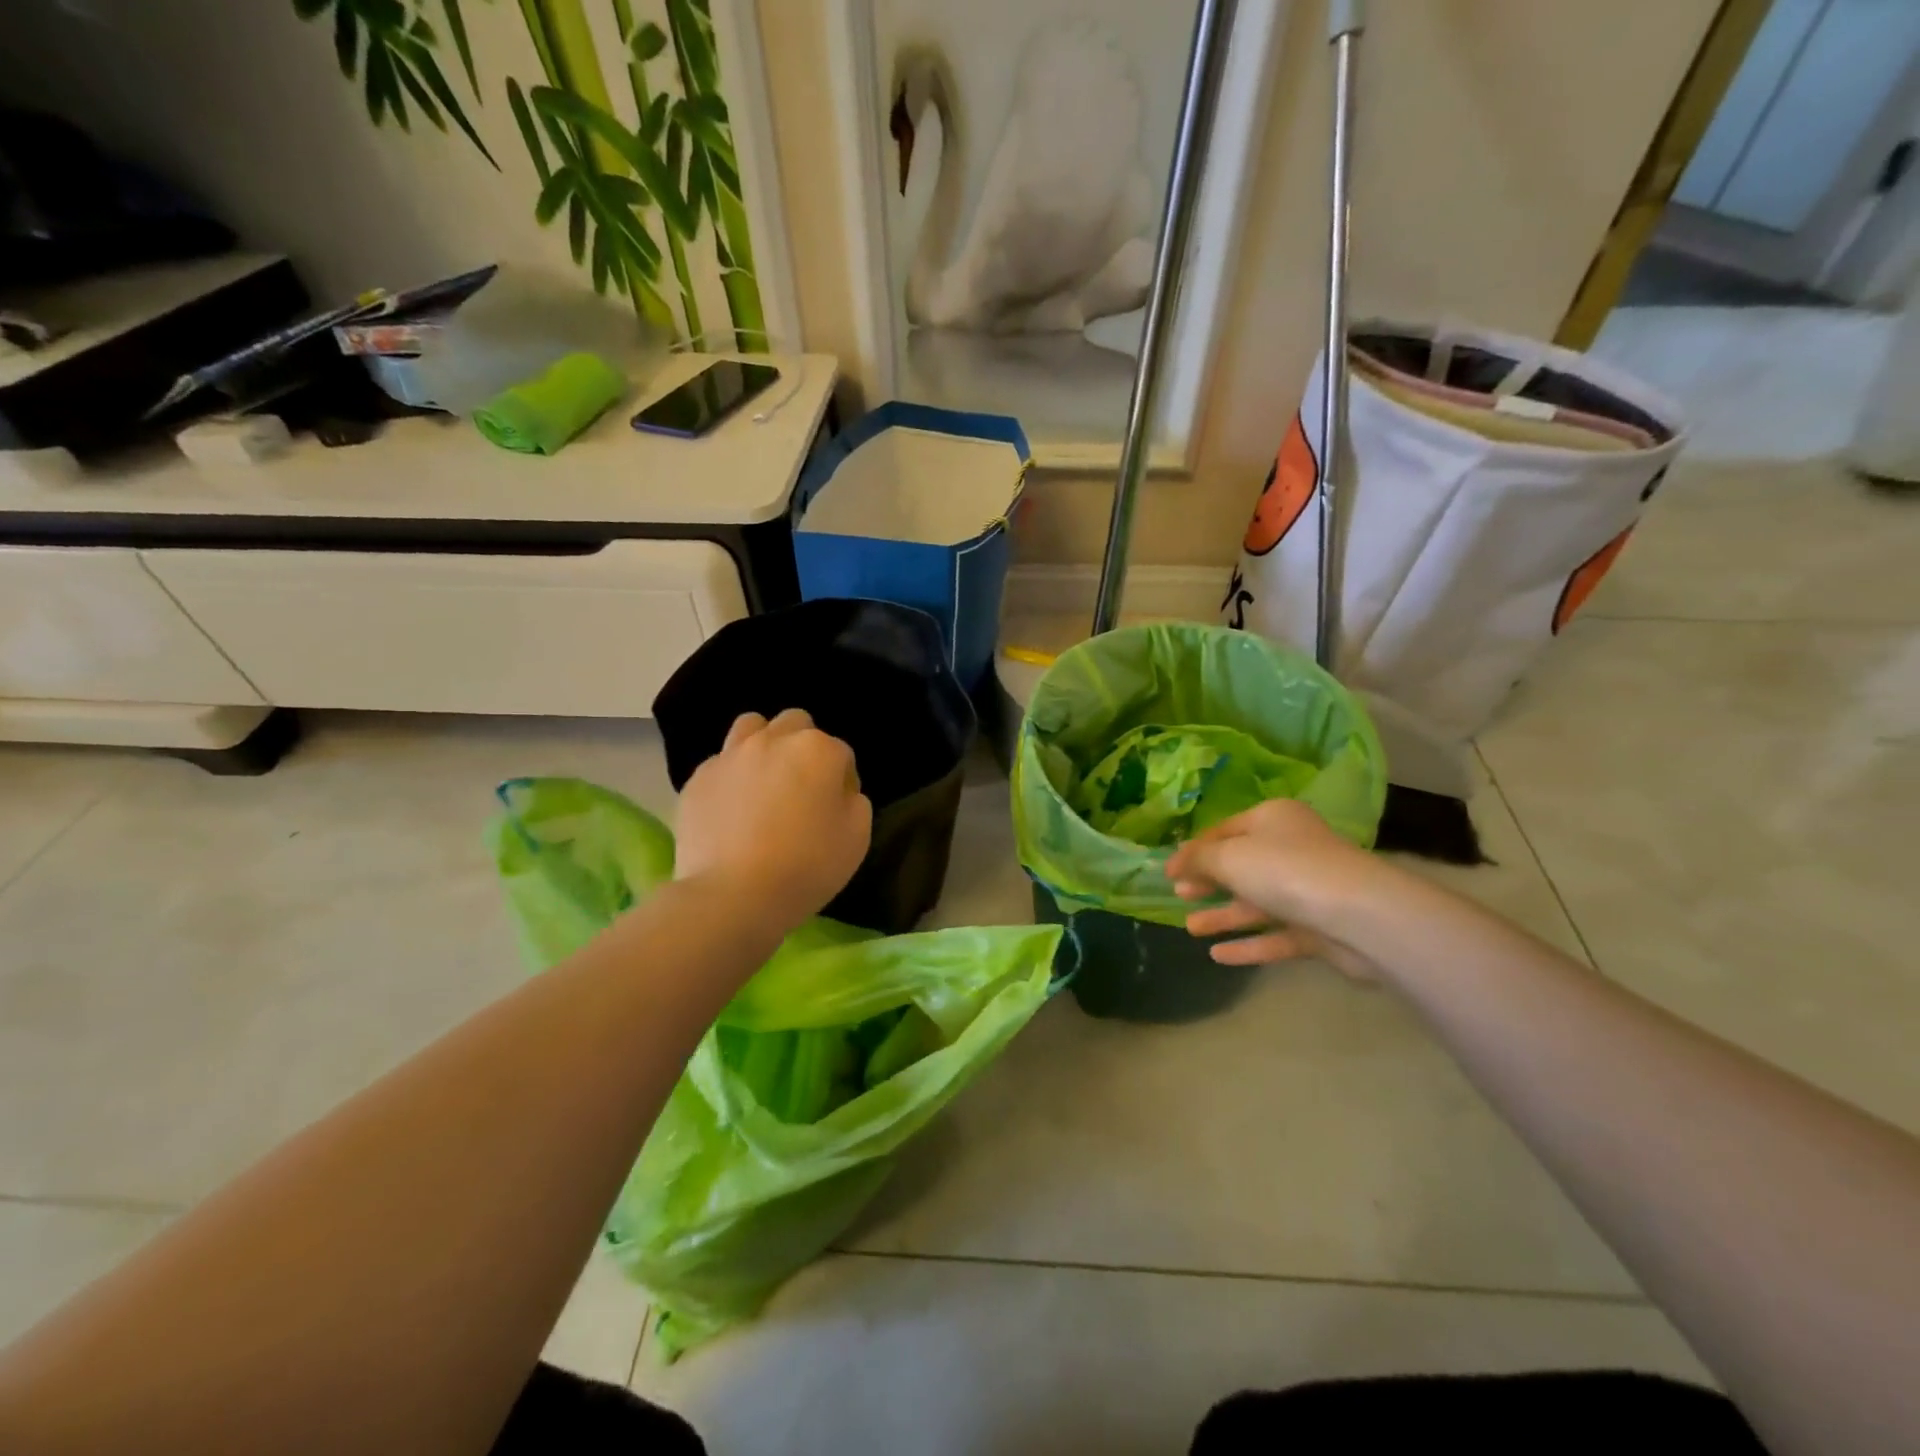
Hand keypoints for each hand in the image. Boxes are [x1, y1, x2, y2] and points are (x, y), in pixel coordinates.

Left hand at [674, 709, 872, 932]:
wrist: (732, 895)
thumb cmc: (806, 866)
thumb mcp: (857, 838)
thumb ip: (854, 802)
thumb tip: (838, 792)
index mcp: (818, 750)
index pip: (842, 754)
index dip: (842, 782)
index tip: (836, 811)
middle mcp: (774, 740)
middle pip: (795, 724)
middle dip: (803, 748)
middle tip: (801, 788)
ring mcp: (731, 755)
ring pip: (752, 727)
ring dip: (764, 744)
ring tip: (763, 781)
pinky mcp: (698, 778)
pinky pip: (721, 763)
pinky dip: (732, 777)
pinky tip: (732, 808)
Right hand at [1165, 799, 1397, 978]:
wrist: (1359, 916)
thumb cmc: (1285, 870)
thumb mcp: (1229, 857)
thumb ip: (1197, 859)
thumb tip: (1175, 862)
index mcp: (1273, 820)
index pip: (1224, 830)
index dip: (1194, 850)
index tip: (1167, 872)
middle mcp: (1292, 849)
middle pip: (1241, 866)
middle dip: (1208, 882)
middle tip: (1179, 895)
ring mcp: (1307, 890)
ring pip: (1257, 902)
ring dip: (1223, 915)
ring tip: (1191, 928)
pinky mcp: (1318, 928)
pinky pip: (1276, 935)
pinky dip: (1248, 944)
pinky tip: (1218, 956)